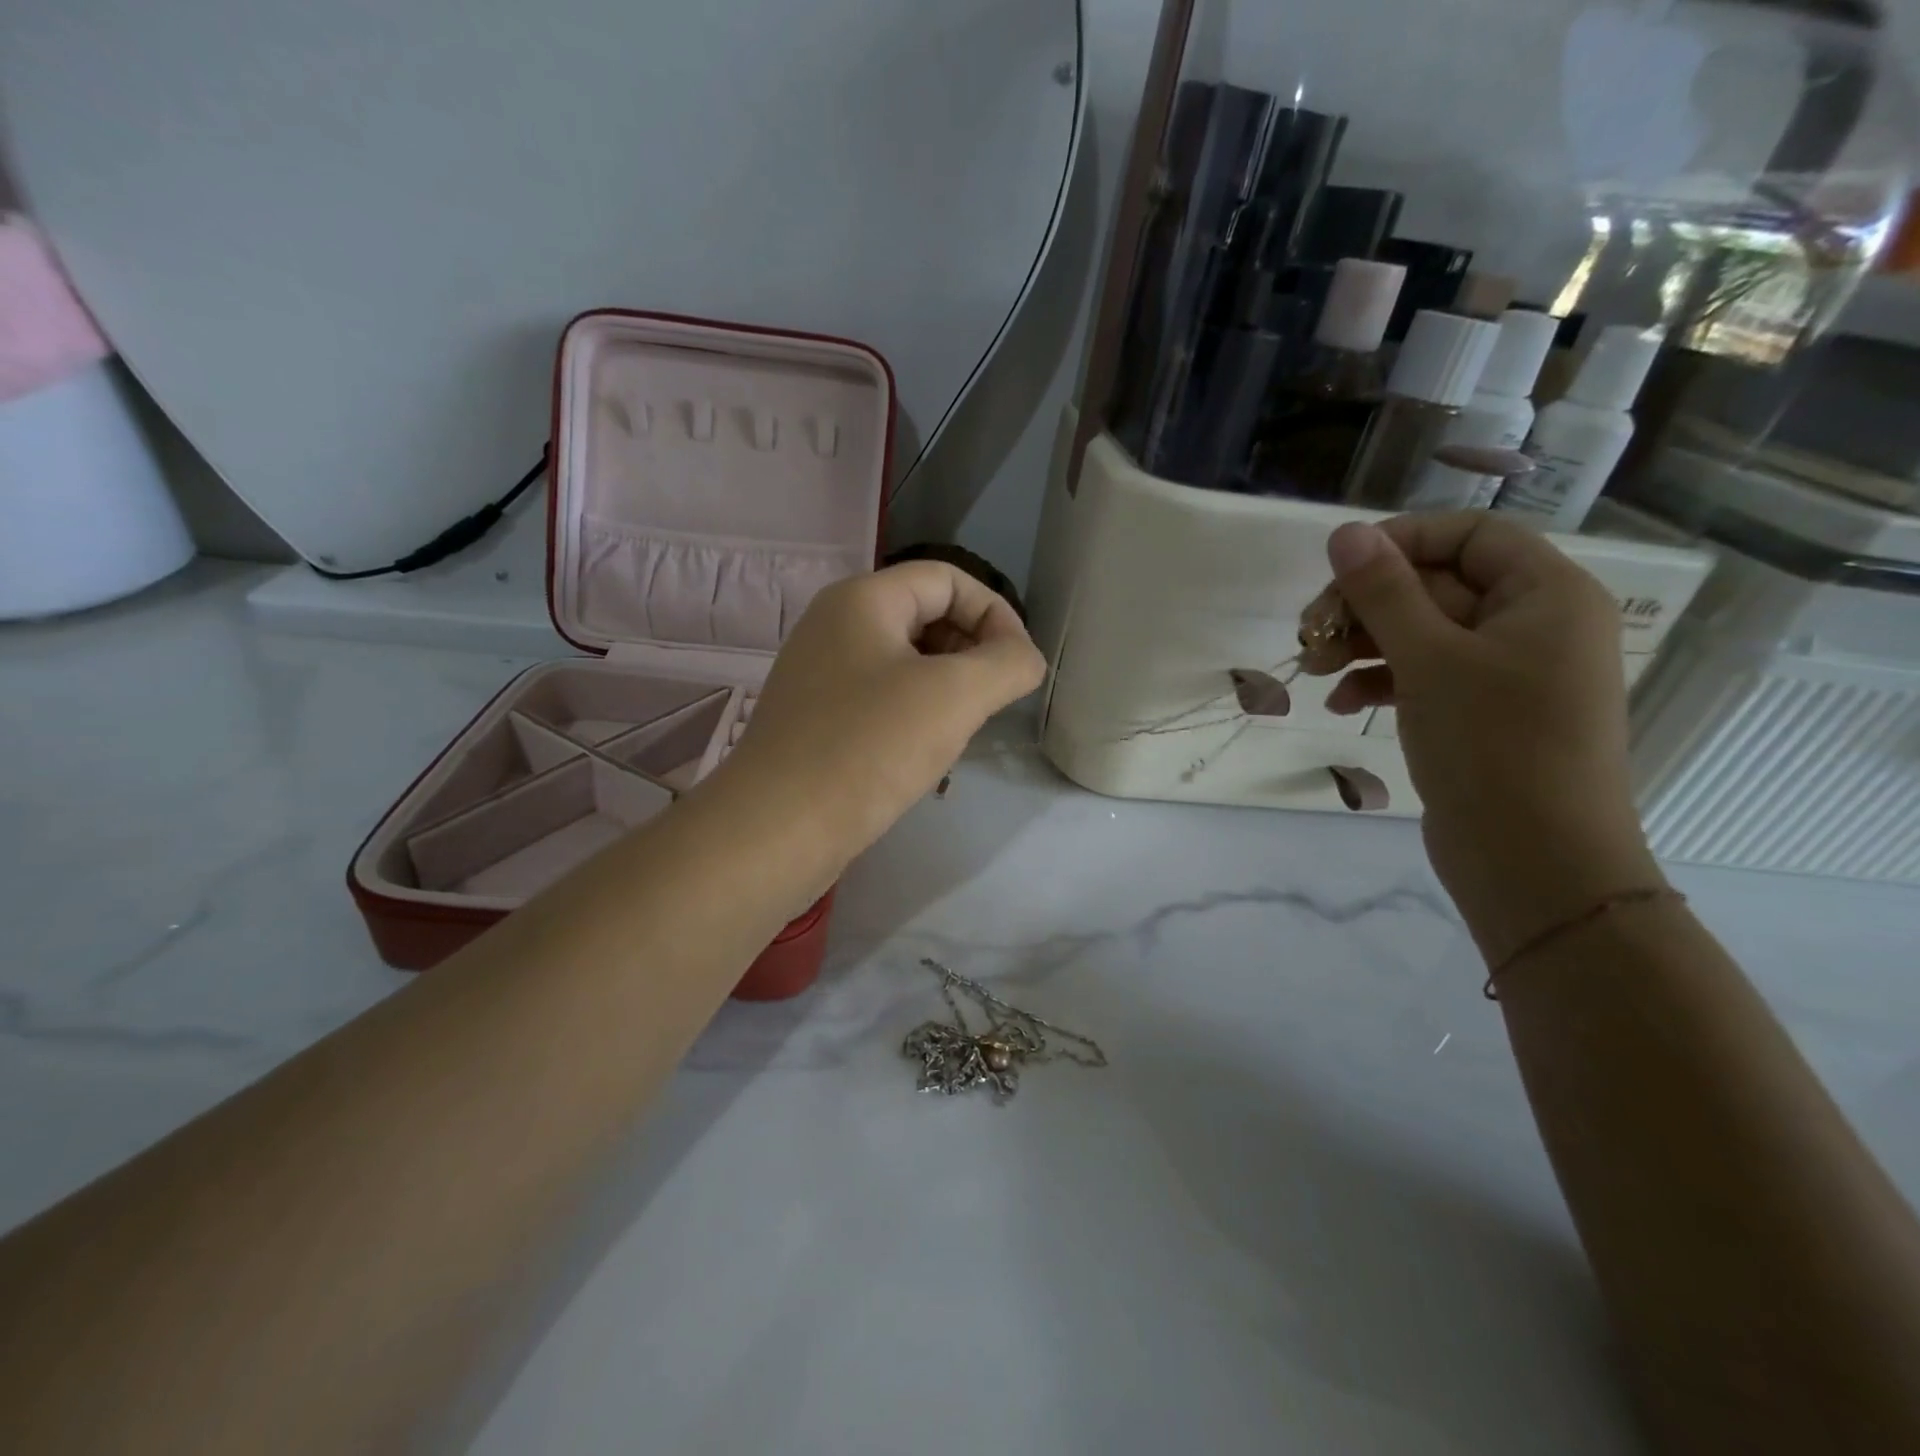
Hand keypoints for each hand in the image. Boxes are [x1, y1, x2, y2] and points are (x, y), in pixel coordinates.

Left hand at [716, 561, 1044, 857]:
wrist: (778, 829)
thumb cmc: (869, 747)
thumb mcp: (956, 697)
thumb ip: (1008, 663)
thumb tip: (1024, 658)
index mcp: (862, 599)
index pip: (948, 579)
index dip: (995, 613)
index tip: (1018, 667)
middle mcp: (834, 624)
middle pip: (925, 614)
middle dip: (971, 650)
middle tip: (990, 701)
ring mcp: (819, 672)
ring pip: (904, 660)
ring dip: (946, 685)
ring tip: (962, 728)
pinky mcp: (815, 717)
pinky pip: (879, 696)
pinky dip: (914, 711)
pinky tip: (924, 752)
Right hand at [1310, 514, 1665, 960]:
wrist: (1534, 863)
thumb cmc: (1493, 746)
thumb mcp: (1429, 659)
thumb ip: (1385, 592)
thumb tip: (1346, 533)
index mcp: (1546, 594)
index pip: (1469, 535)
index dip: (1401, 541)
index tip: (1338, 568)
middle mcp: (1533, 624)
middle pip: (1436, 586)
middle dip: (1366, 606)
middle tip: (1308, 633)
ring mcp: (1507, 673)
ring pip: (1422, 634)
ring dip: (1363, 645)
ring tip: (1313, 671)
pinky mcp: (1481, 714)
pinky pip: (1425, 676)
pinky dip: (1380, 682)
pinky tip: (1342, 704)